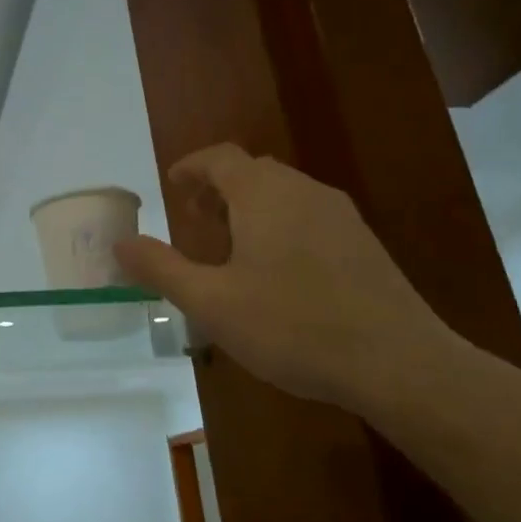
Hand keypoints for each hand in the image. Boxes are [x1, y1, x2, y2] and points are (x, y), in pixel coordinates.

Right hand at [114, 144, 459, 411]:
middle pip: (253, 172)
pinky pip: (309, 216)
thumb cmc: (293, 326)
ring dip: (249, 208)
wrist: (399, 363)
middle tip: (195, 221)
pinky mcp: (364, 244)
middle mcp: (304, 191)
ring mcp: (340, 216)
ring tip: (230, 248)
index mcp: (264, 194)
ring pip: (284, 194)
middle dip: (218, 189)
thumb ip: (161, 268)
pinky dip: (280, 225)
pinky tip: (278, 272)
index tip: (171, 186)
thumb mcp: (212, 302)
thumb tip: (121, 243)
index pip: (220, 158)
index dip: (191, 167)